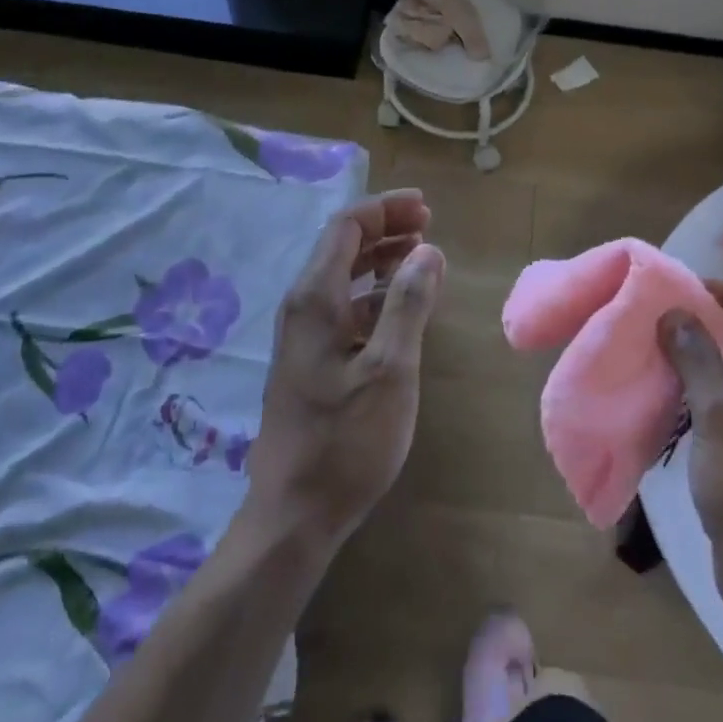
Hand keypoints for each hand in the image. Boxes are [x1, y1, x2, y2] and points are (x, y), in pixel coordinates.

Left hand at [243, 190, 444, 553]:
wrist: (294, 513)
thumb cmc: (346, 441)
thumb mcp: (390, 369)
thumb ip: (408, 304)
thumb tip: (427, 250)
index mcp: (315, 299)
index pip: (346, 227)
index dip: (385, 210)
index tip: (425, 208)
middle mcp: (302, 307)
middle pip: (342, 247)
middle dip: (385, 229)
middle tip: (427, 226)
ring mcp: (303, 335)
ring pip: (342, 277)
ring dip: (380, 260)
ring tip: (421, 258)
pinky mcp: (311, 360)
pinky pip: (344, 307)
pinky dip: (374, 294)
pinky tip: (401, 308)